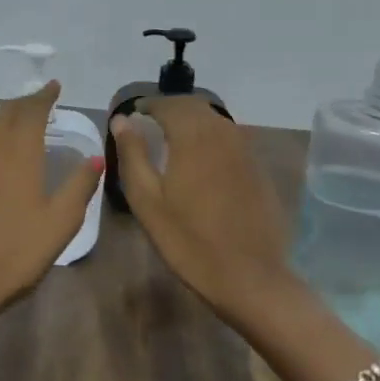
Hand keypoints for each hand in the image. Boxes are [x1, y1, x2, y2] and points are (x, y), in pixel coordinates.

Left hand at [0, 81, 102, 366]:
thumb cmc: (15, 254)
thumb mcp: (60, 223)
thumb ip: (80, 186)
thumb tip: (96, 157)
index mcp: (18, 155)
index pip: (30, 112)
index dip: (43, 96)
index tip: (54, 86)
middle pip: (6, 114)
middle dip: (25, 102)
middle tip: (42, 99)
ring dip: (7, 116)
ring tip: (24, 119)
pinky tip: (0, 152)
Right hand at [109, 97, 301, 324]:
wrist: (249, 275)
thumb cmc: (189, 241)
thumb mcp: (148, 201)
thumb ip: (133, 154)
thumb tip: (121, 120)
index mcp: (193, 136)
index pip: (168, 104)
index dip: (148, 106)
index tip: (133, 116)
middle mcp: (223, 132)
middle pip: (194, 106)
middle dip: (170, 109)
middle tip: (150, 125)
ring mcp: (245, 149)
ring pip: (215, 120)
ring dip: (192, 121)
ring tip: (172, 140)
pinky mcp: (258, 167)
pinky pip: (230, 138)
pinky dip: (211, 138)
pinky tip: (201, 160)